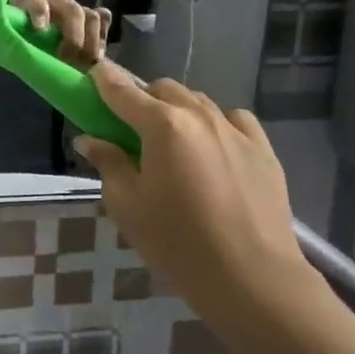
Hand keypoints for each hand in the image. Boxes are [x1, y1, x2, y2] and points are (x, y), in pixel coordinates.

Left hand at [11, 0, 109, 66]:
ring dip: (92, 41)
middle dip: (73, 36)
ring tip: (87, 63)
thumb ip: (9, 38)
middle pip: (72, 10)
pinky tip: (99, 55)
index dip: (39, 9)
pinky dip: (103, 36)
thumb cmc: (12, 31)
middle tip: (68, 58)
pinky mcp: (87, 18)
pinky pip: (103, 20)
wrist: (25, 27)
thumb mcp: (6, 34)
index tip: (39, 29)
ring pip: (91, 16)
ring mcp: (73, 7)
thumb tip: (12, 52)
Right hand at [72, 61, 307, 320]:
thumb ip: (108, 164)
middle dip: (143, 99)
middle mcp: (199, 115)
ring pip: (198, 102)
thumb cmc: (177, 242)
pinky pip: (233, 120)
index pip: (123, 91)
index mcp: (162, 125)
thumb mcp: (127, 205)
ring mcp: (236, 129)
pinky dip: (215, 124)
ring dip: (178, 111)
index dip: (103, 80)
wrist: (252, 277)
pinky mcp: (263, 148)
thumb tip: (91, 140)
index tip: (92, 76)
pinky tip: (212, 150)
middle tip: (131, 129)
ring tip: (172, 144)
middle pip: (163, 89)